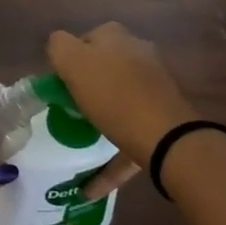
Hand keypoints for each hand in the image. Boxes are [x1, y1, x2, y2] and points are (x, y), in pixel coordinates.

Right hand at [47, 22, 196, 199]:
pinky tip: (91, 187)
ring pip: (120, 101)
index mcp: (116, 37)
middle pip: (105, 69)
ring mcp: (155, 87)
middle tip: (68, 110)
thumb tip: (59, 46)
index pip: (86, 39)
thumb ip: (59, 46)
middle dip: (88, 87)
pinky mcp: (163, 120)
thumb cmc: (113, 94)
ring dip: (101, 120)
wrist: (166, 138)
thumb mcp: (72, 61)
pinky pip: (131, 136)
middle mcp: (139, 54)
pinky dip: (112, 158)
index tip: (59, 84)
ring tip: (80, 142)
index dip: (69, 59)